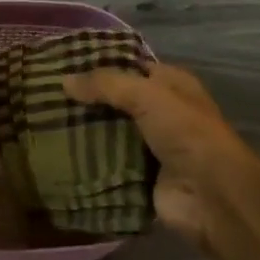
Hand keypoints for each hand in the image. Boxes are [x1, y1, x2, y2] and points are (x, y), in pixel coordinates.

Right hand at [63, 61, 259, 252]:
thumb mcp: (146, 94)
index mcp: (170, 83)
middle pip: (118, 101)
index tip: (65, 64)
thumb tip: (64, 80)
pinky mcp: (142, 179)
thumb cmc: (185, 131)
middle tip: (47, 96)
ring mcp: (152, 147)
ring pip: (112, 134)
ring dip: (87, 132)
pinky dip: (91, 164)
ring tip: (46, 124)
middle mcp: (162, 112)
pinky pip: (110, 166)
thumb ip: (105, 85)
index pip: (130, 66)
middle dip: (89, 100)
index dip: (101, 64)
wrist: (213, 196)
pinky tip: (60, 157)